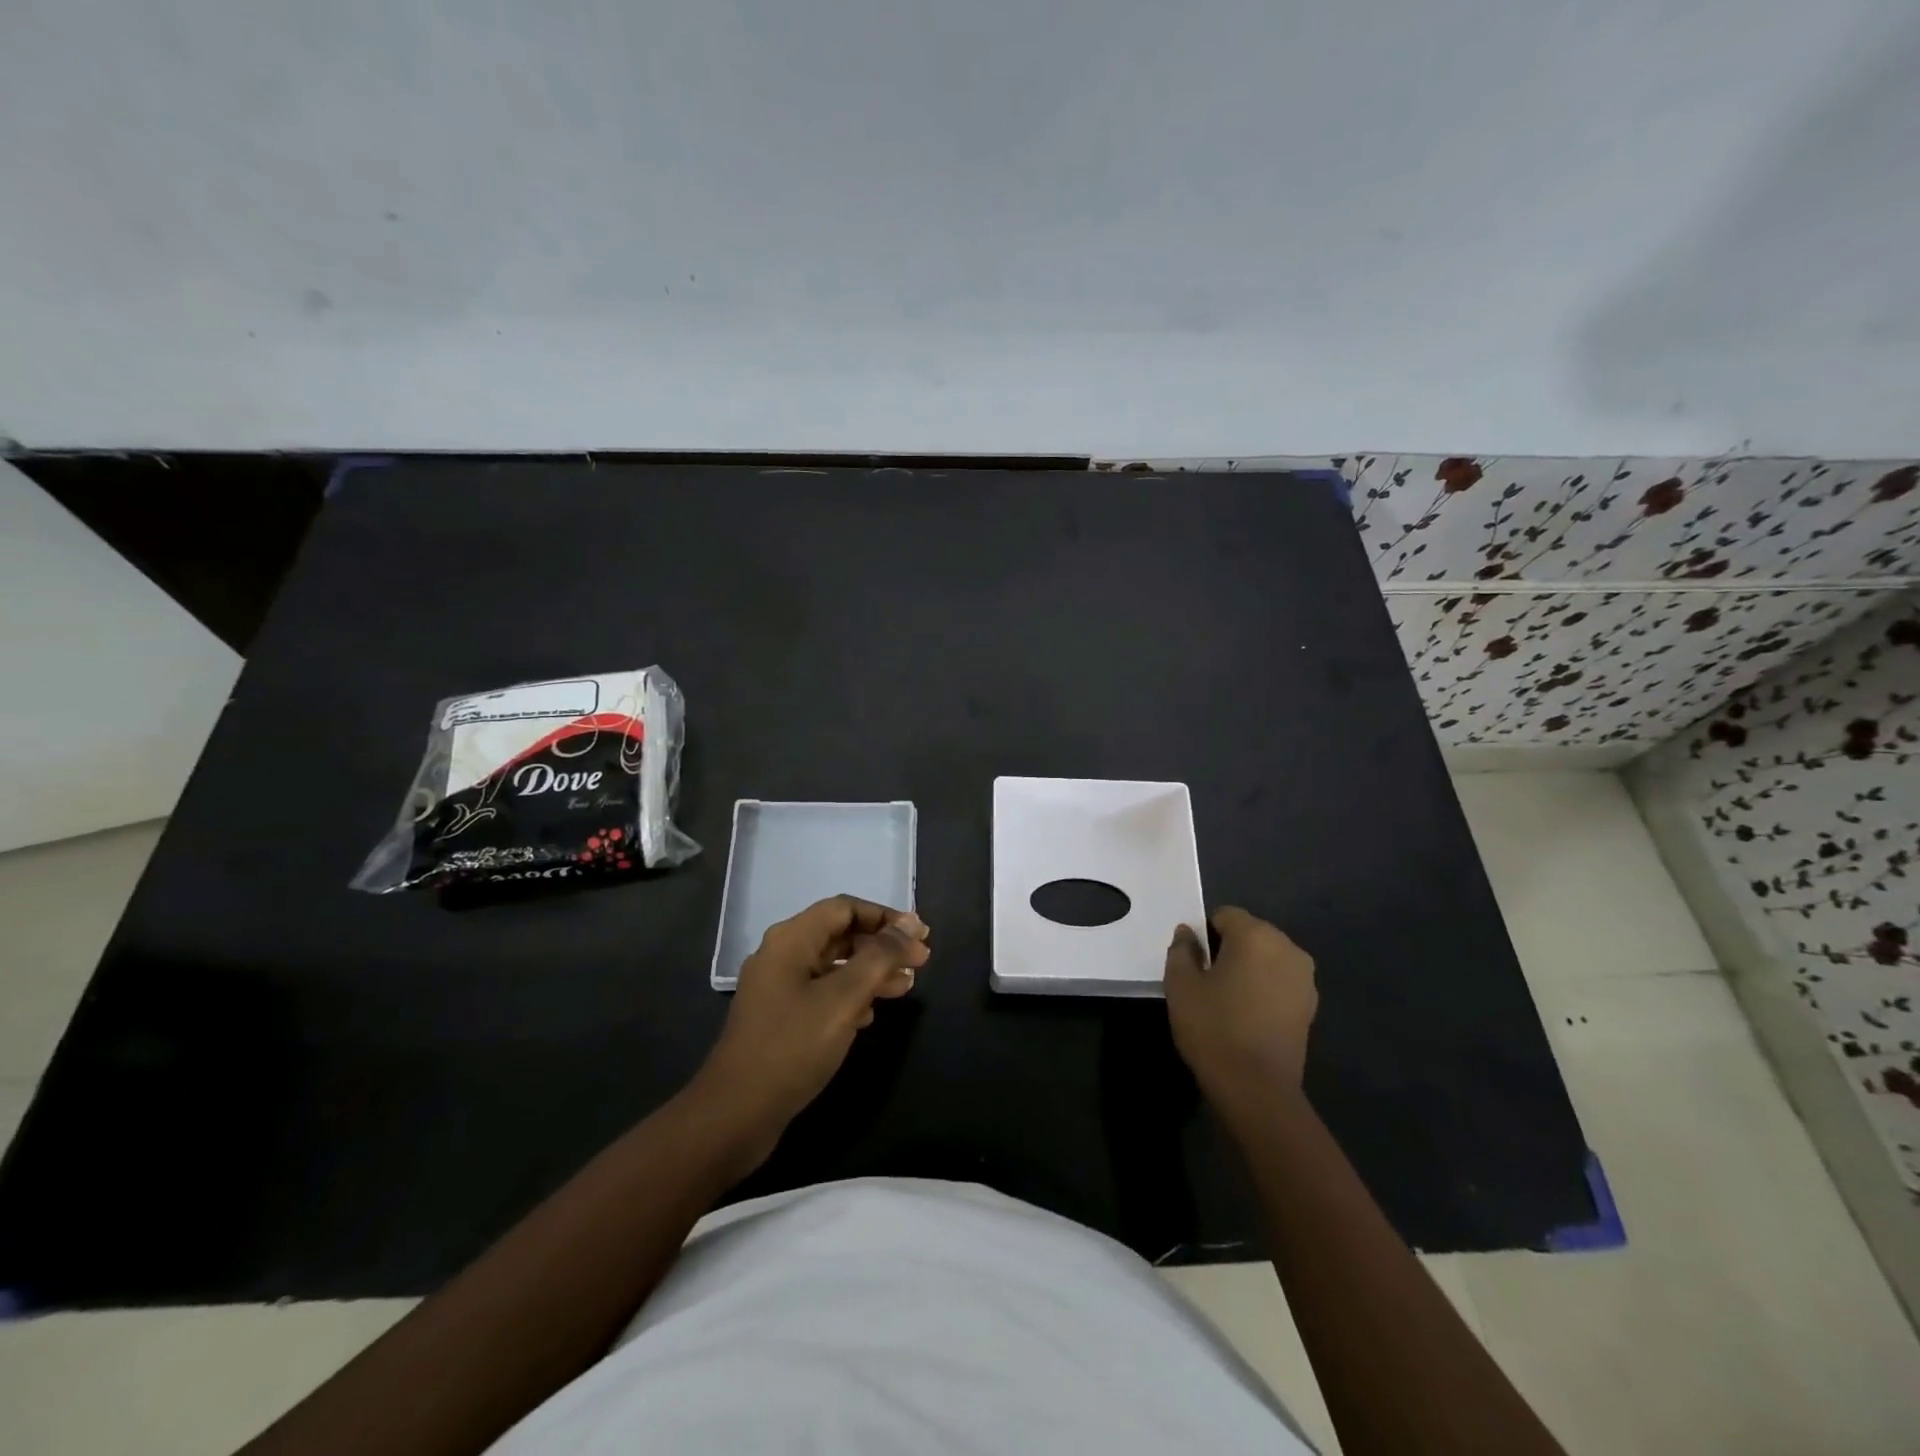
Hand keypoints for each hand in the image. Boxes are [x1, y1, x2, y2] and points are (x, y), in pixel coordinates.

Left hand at [689, 896, 929, 1174]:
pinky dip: (850, 996)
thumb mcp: (844, 998)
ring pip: (833, 966)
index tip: (919, 937)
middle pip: (840, 935)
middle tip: (920, 963)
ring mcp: (778, 988)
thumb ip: (880, 957)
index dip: (885, 917)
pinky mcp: (780, 1018)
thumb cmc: (793, 1047)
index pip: (845, 908)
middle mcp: (782, 955)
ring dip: (870, 972)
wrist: (736, 1114)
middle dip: (882, 946)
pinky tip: (871, 1014)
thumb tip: (911, 923)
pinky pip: (822, 992)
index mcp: (791, 939)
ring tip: (906, 987)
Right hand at [1164, 907, 1316, 1120]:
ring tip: (1228, 999)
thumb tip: (1189, 933)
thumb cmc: (1214, 1027)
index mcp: (1256, 935)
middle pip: (1250, 933)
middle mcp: (1287, 948)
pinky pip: (1280, 981)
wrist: (1256, 1088)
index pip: (1224, 915)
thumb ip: (1182, 950)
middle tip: (1207, 980)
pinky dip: (1264, 988)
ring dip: (1248, 968)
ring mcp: (1304, 978)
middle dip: (1228, 948)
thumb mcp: (1181, 984)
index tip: (1193, 962)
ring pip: (1267, 957)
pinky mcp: (1311, 1006)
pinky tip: (1248, 1015)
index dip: (1204, 934)